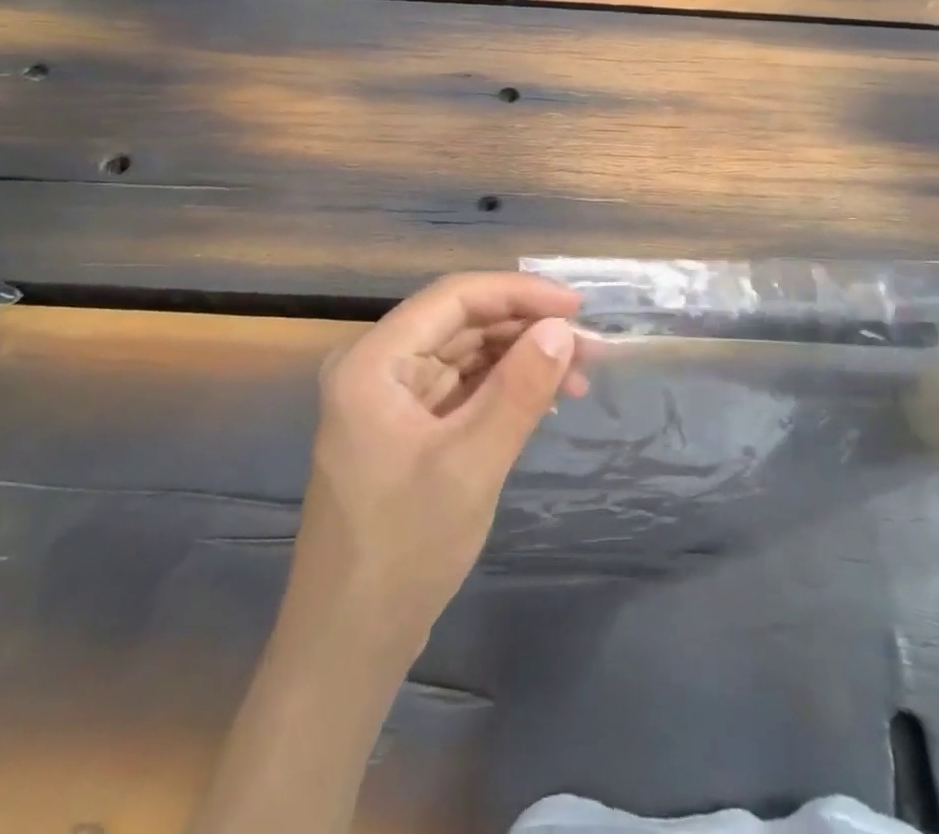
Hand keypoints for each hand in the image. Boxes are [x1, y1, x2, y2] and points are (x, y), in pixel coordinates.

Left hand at [293, 272, 589, 654]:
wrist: (349, 645)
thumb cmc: (404, 549)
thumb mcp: (472, 464)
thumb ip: (519, 390)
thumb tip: (562, 330)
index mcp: (373, 361)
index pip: (455, 298)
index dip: (519, 293)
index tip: (577, 308)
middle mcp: (377, 367)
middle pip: (462, 323)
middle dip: (526, 329)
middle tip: (589, 349)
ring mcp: (390, 399)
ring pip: (466, 355)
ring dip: (521, 358)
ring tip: (579, 376)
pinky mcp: (406, 429)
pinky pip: (462, 389)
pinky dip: (503, 389)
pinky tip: (544, 401)